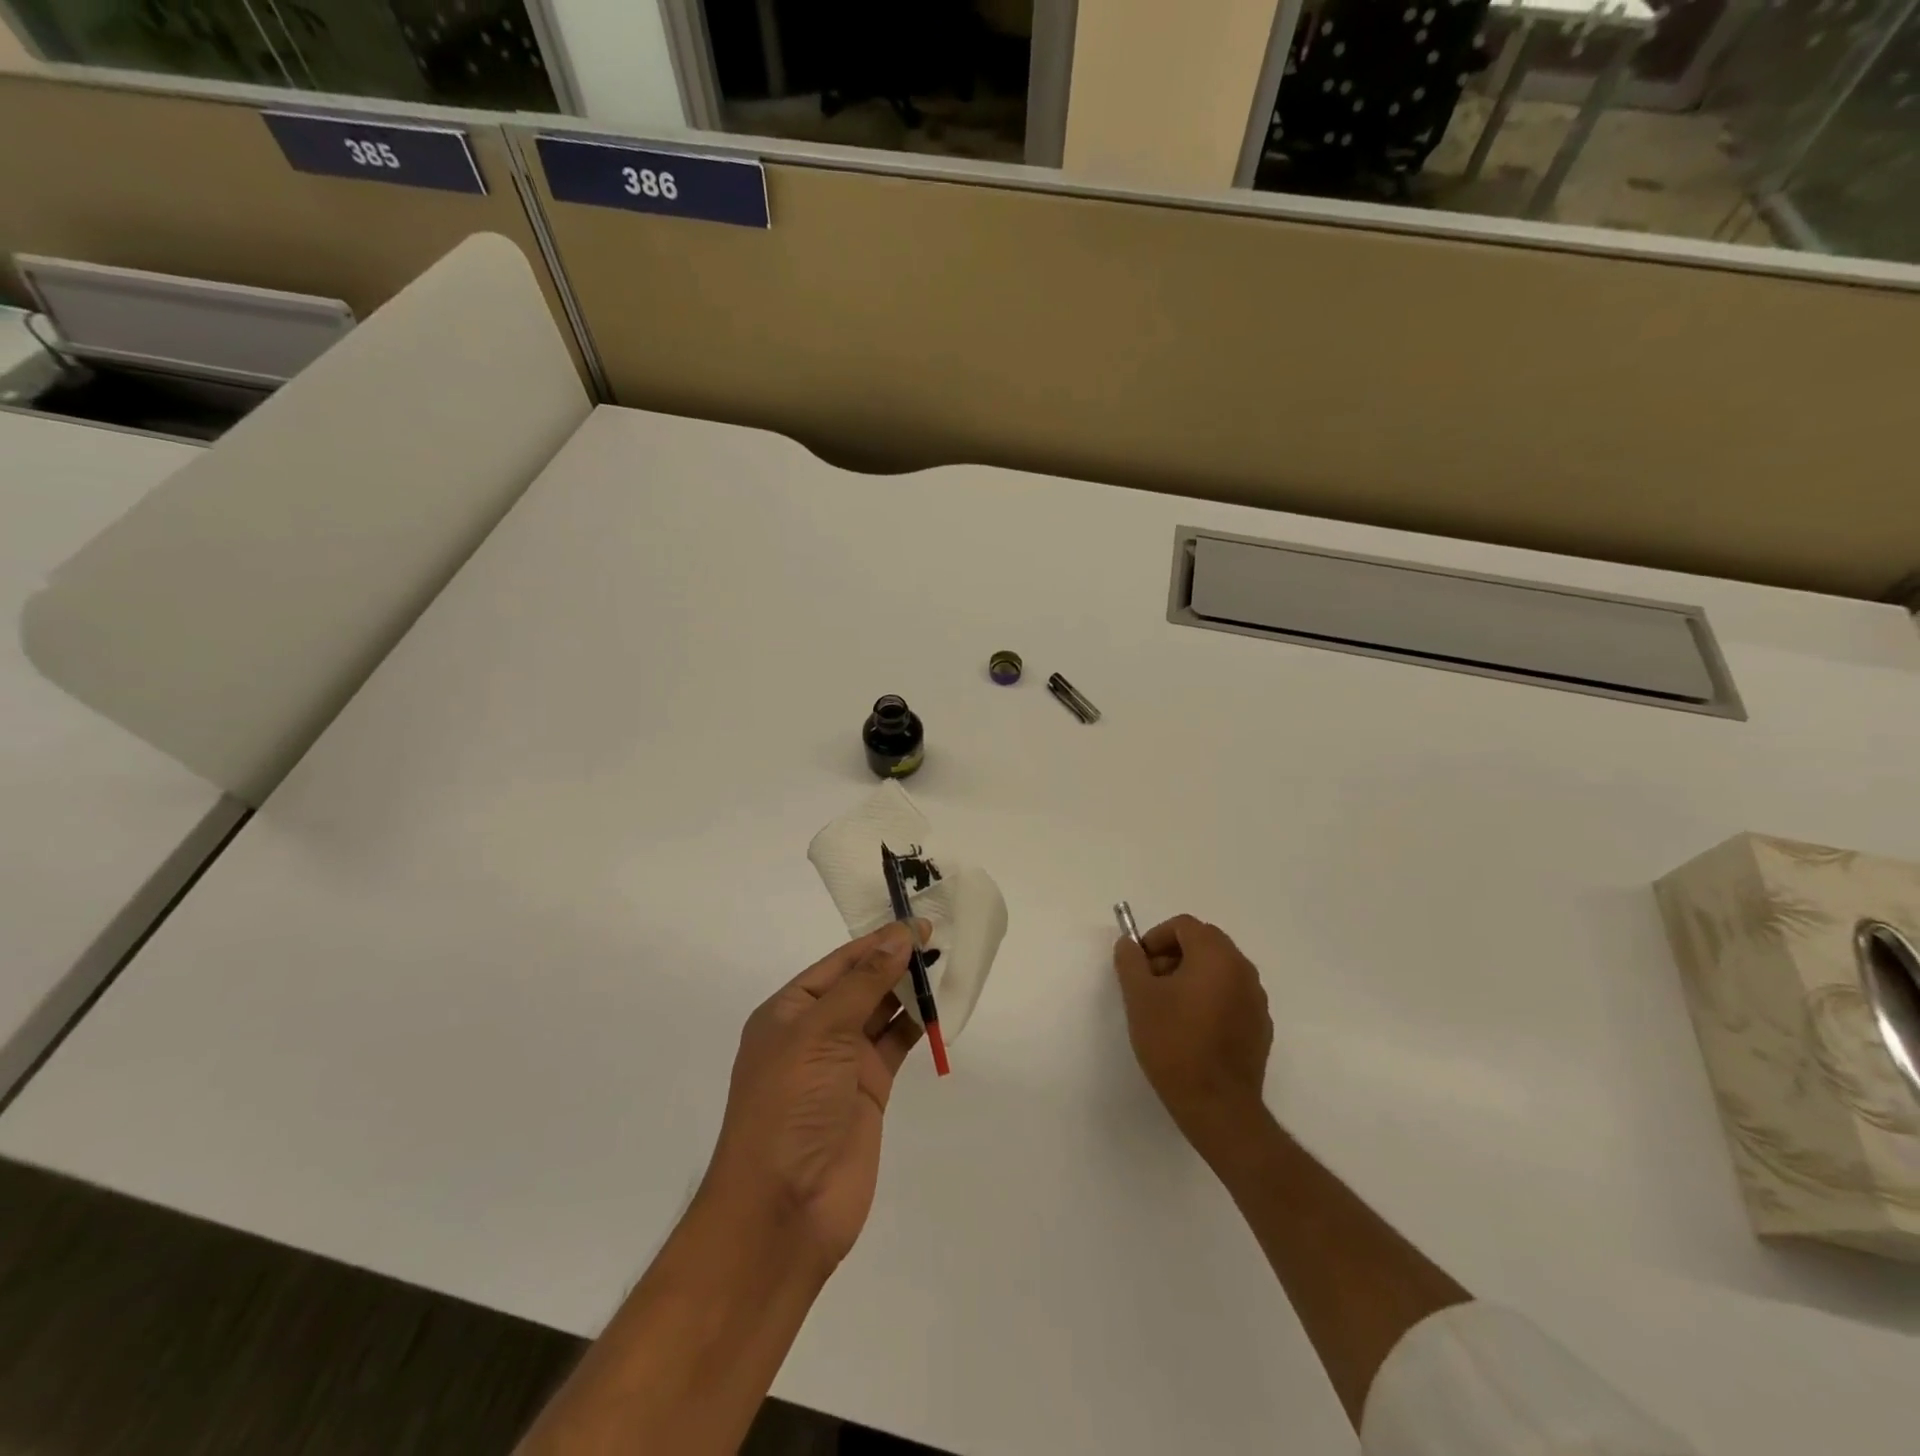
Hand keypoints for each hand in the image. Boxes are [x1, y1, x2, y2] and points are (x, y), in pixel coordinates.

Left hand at [700, 921, 928, 1270]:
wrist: (784, 1208)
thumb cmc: (790, 1105)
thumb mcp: (820, 1033)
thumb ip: (864, 984)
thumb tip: (899, 937)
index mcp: (790, 1011)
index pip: (840, 963)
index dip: (877, 941)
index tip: (918, 922)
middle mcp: (815, 1031)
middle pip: (862, 984)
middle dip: (896, 961)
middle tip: (941, 938)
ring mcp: (843, 1062)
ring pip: (882, 1012)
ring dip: (910, 990)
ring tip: (947, 964)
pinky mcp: (870, 1089)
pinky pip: (896, 1044)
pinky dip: (919, 1025)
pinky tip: (943, 1006)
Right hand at [1114, 915, 1272, 1152]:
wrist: (1217, 1106)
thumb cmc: (1174, 1043)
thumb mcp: (1139, 997)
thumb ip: (1131, 961)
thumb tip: (1129, 945)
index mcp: (1216, 956)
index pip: (1185, 926)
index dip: (1156, 938)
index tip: (1140, 964)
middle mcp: (1243, 970)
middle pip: (1205, 943)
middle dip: (1174, 955)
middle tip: (1151, 983)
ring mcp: (1256, 999)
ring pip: (1219, 969)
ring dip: (1192, 975)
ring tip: (1169, 1008)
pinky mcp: (1260, 1026)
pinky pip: (1232, 995)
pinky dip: (1210, 998)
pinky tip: (1192, 1029)